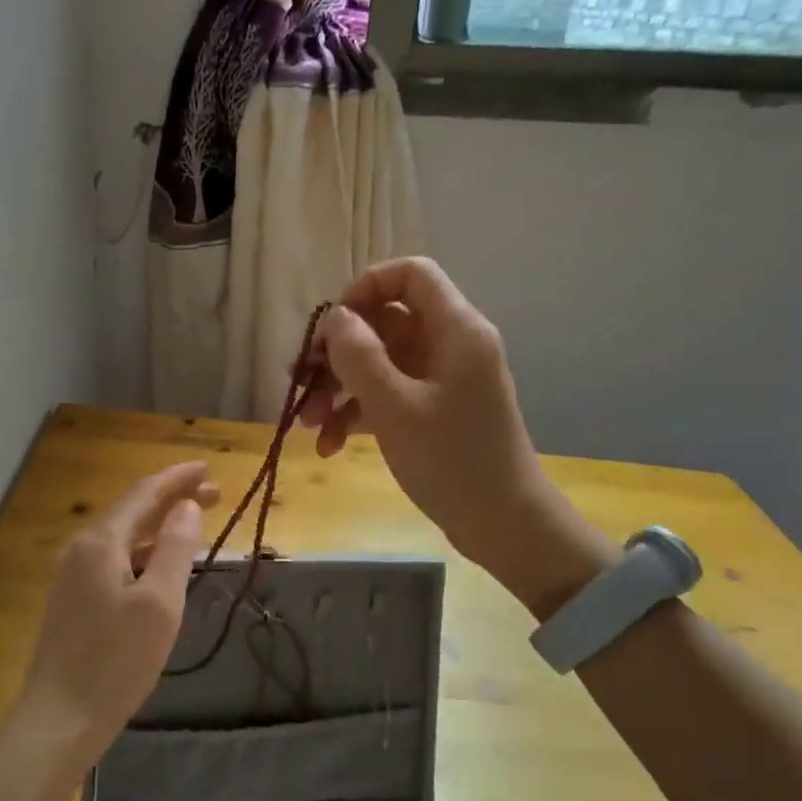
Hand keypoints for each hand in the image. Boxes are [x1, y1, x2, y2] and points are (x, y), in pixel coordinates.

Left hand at [12, 463, 219, 766]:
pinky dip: (143, 551)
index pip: (144, 493)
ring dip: (159, 525)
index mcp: (101, 542)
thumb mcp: (159, 603)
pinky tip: (160, 565)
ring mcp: (73, 575)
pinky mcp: (73, 600)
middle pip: (132, 510)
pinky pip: (115, 559)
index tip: (209, 469)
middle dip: (172, 498)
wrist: (59, 720)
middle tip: (214, 495)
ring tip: (194, 524)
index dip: (177, 478)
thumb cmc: (116, 662)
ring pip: (123, 536)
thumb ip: (174, 548)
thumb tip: (187, 507)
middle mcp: (82, 549)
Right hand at [298, 257, 613, 613]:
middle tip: (299, 380)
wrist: (502, 525)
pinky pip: (387, 396)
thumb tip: (335, 317)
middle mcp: (450, 345)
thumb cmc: (452, 460)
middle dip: (337, 352)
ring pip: (379, 363)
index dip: (365, 288)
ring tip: (307, 424)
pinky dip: (357, 414)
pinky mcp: (433, 411)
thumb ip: (358, 355)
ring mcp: (441, 380)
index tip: (331, 325)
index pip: (410, 275)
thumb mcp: (395, 406)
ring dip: (339, 389)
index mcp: (455, 329)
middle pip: (384, 323)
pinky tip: (329, 445)